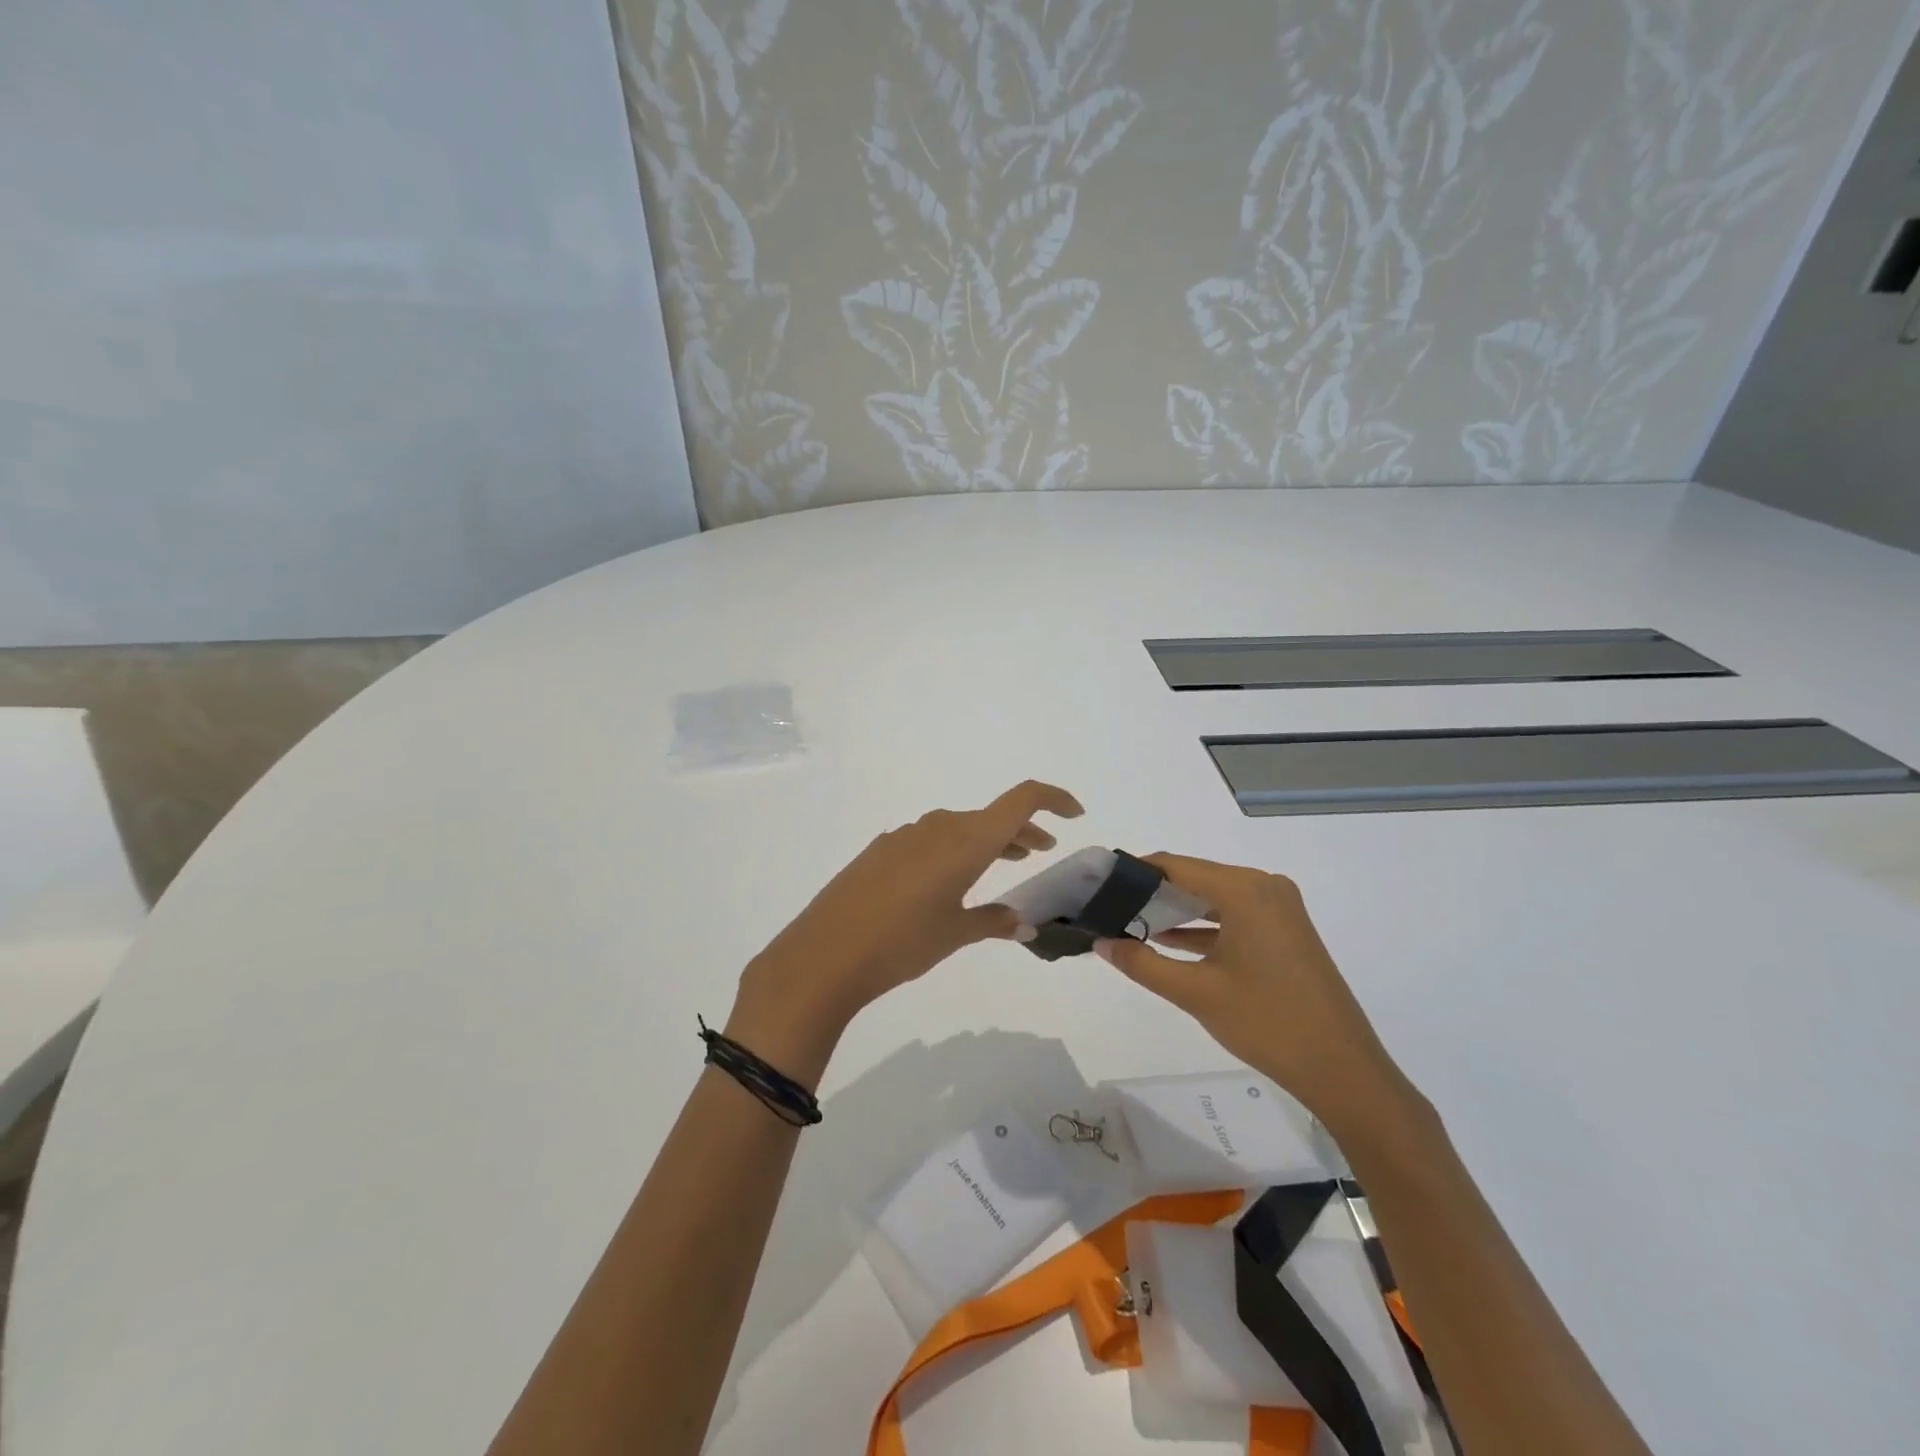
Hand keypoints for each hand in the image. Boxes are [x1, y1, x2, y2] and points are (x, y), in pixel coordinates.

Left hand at [728, 781, 1083, 1077]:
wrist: (826, 952)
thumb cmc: (903, 942)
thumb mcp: (955, 934)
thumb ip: (993, 921)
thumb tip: (1023, 922)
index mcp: (966, 840)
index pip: (1021, 800)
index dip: (1052, 799)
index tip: (1074, 814)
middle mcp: (939, 827)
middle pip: (991, 817)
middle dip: (1021, 831)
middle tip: (1041, 850)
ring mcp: (906, 835)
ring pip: (960, 828)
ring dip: (987, 841)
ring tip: (1004, 861)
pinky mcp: (882, 850)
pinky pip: (931, 840)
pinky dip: (953, 850)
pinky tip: (949, 880)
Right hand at [1095, 854, 1411, 1135]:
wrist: (1342, 1069)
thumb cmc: (1266, 1022)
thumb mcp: (1195, 992)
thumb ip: (1141, 962)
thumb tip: (1099, 942)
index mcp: (1244, 889)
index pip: (1175, 865)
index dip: (1134, 872)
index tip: (1098, 883)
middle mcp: (1263, 886)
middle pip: (1194, 877)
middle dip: (1152, 892)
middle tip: (1108, 906)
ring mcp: (1279, 908)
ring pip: (1214, 897)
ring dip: (1176, 910)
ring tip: (1129, 922)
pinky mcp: (1286, 930)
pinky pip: (1234, 914)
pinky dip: (1203, 926)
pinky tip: (1169, 941)